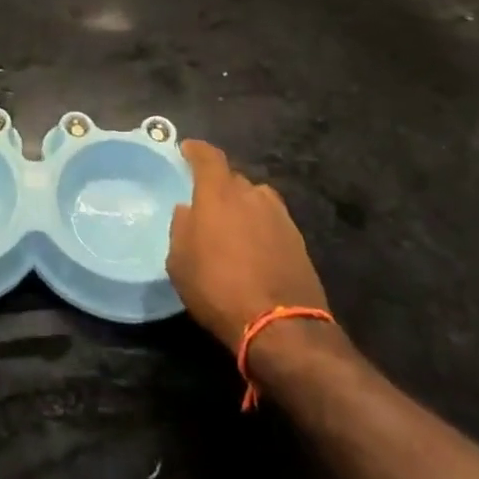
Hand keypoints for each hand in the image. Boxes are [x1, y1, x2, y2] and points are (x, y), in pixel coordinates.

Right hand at [167, 140, 330, 352]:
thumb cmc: (218, 289)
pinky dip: (261, 227)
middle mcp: (252, 196)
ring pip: (256, 199)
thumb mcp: (180, 262)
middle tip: (207, 202)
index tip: (186, 150)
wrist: (281, 327)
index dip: (196, 150)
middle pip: (234, 178)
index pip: (208, 156)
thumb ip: (181, 227)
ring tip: (233, 225)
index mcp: (218, 193)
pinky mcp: (298, 241)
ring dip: (243, 205)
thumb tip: (188, 210)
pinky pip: (272, 222)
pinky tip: (254, 248)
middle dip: (219, 184)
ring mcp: (280, 217)